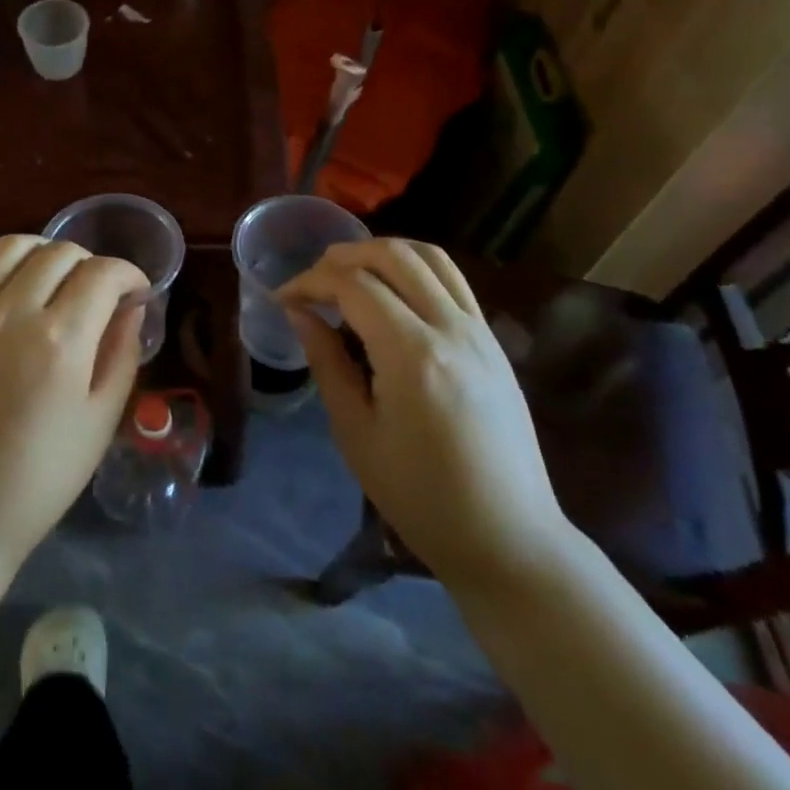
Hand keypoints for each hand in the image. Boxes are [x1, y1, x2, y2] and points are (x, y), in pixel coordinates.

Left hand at [0, 236, 146, 582]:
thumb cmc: (37, 482)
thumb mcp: (100, 423)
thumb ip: (121, 354)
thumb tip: (131, 307)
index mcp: (60, 340)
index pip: (102, 274)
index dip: (129, 273)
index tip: (137, 291)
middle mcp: (10, 313)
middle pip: (59, 253)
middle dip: (91, 264)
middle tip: (99, 293)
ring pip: (9, 248)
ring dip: (42, 253)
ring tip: (53, 280)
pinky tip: (6, 287)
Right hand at [279, 239, 572, 590]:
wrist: (508, 537)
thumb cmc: (420, 496)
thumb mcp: (356, 433)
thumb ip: (327, 363)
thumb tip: (300, 313)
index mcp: (412, 354)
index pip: (353, 286)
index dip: (310, 282)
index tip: (282, 297)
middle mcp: (451, 328)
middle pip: (394, 256)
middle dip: (343, 256)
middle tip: (311, 280)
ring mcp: (480, 330)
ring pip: (430, 257)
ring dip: (383, 252)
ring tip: (350, 273)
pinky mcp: (494, 341)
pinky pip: (453, 281)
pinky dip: (415, 268)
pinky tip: (393, 294)